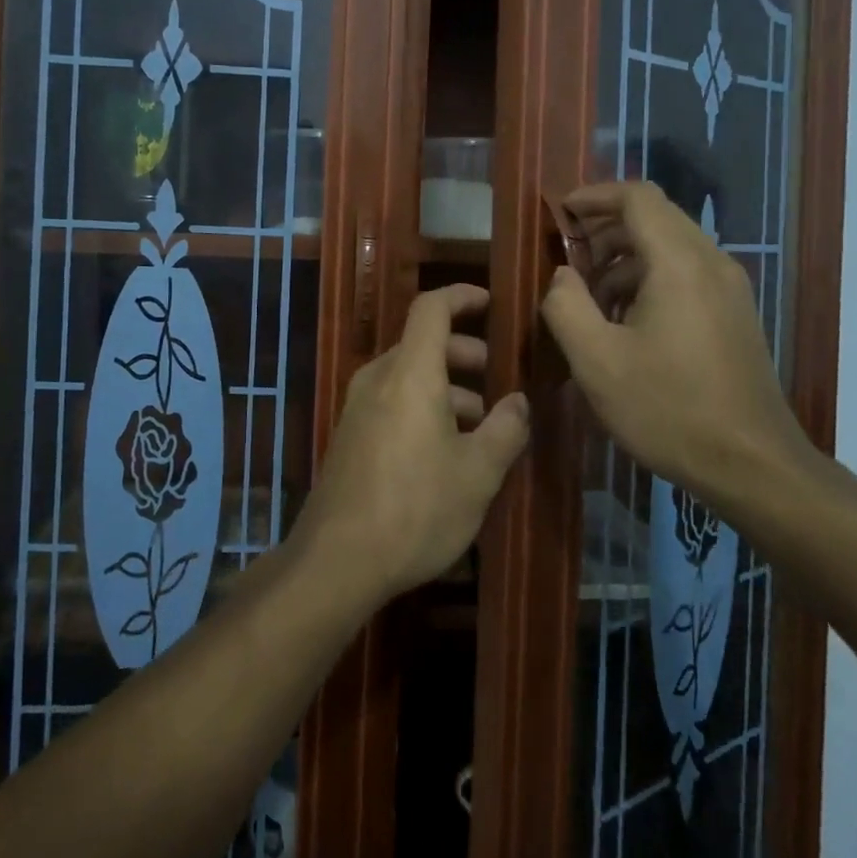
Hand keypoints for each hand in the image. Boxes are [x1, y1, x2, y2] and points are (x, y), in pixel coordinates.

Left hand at [296, 284, 529, 600]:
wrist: (337, 560)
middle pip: (422, 344)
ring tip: (482, 425)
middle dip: (464, 353)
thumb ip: (505, 429)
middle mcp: (379, 379)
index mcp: (410, 374)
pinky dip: (424, 407)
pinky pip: (393, 401)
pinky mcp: (350, 436)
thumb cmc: (416, 508)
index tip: (491, 304)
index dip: (462, 297)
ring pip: (409, 376)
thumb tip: (519, 401)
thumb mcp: (477, 474)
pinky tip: (447, 450)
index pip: (431, 309)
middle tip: (498, 379)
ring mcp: (358, 408)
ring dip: (447, 388)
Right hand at [539, 181, 815, 515]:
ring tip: (589, 294)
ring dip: (624, 256)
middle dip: (605, 227)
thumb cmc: (667, 409)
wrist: (752, 465)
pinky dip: (648, 278)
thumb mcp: (596, 361)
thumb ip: (566, 305)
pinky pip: (686, 274)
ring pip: (671, 246)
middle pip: (655, 217)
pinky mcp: (734, 314)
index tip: (559, 214)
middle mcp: (711, 263)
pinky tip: (625, 320)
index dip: (594, 196)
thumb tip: (562, 274)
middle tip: (567, 256)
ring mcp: (729, 289)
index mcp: (679, 263)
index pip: (638, 197)